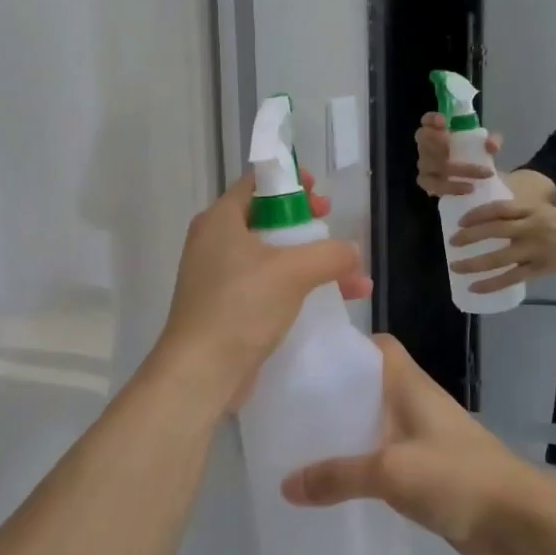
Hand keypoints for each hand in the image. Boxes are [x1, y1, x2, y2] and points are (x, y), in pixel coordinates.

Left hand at [156, 172, 370, 407]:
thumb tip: (352, 253)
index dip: (291, 181)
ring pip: (272, 257)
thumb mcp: (293, 271)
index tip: (320, 192)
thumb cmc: (242, 306)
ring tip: (354, 278)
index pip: (256, 183)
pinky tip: (333, 303)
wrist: (201, 372)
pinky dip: (297, 289)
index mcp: (221, 220)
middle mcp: (215, 243)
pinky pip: (267, 287)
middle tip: (331, 226)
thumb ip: (330, 254)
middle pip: (267, 219)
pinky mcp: (227, 309)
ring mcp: (219, 278)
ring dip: (312, 263)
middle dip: (307, 224)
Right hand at [280, 336, 555, 554]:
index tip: (308, 358)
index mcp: (410, 386)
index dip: (346, 345)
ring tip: (303, 443)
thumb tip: (286, 485)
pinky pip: (386, 455)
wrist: (517, 521)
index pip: (378, 346)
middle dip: (335, 392)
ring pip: (376, 422)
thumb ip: (338, 477)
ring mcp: (424, 436)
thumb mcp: (390, 472)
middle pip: (370, 385)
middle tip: (292, 406)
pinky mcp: (428, 469)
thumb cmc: (456, 476)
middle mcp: (416, 403)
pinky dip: (362, 462)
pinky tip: (336, 481)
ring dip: (347, 430)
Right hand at [415, 113, 502, 197]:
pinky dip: (452, 187)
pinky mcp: (428, 184)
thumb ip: (492, 141)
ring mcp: (425, 165)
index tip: (444, 122)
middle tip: (449, 145)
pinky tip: (468, 188)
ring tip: (475, 172)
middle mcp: (426, 146)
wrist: (474, 180)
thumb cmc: (474, 155)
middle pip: (422, 139)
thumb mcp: (485, 145)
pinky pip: (434, 185)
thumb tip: (491, 145)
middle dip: (434, 140)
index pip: (427, 120)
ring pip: (428, 164)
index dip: (431, 119)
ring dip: (453, 167)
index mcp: (438, 131)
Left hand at [449, 201, 555, 295]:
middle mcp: (530, 228)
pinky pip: (511, 278)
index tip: (460, 221)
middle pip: (494, 231)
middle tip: (452, 241)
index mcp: (530, 210)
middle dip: (469, 237)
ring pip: (499, 258)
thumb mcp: (542, 209)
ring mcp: (535, 250)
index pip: (498, 209)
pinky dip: (491, 283)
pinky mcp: (540, 268)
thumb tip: (488, 218)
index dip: (476, 214)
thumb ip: (519, 213)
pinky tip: (475, 287)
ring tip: (455, 266)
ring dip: (474, 263)